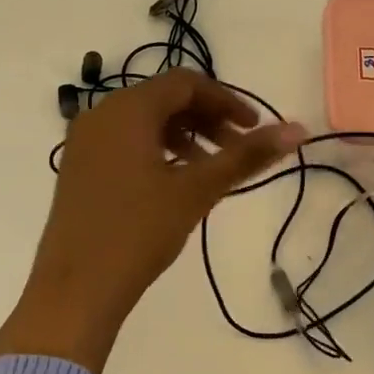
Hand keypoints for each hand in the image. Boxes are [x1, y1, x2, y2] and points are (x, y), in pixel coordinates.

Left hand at [0, 69, 305, 373]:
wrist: (75, 290)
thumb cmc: (138, 232)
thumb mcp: (196, 190)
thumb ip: (246, 156)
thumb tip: (298, 129)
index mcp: (127, 109)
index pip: (186, 83)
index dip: (226, 100)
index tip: (255, 129)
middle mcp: (101, 114)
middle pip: (165, 99)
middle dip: (206, 119)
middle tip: (236, 152)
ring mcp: (84, 141)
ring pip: (144, 121)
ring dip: (184, 136)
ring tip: (209, 171)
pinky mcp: (79, 167)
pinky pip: (125, 141)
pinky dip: (157, 150)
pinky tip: (174, 183)